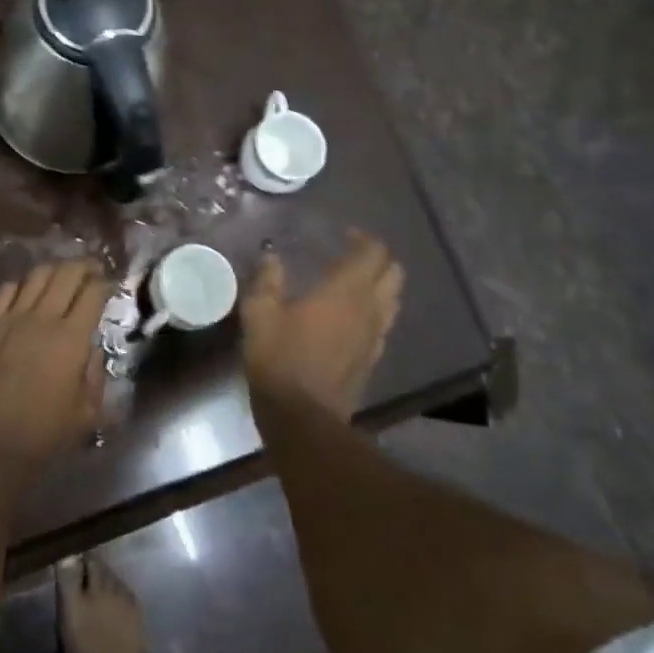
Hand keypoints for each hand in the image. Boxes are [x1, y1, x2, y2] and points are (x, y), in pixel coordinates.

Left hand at [0, 261, 110, 478]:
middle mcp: (42, 318)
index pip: (93, 292)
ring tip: (62, 277)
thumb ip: (94, 373)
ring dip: (54, 270)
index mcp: (71, 338)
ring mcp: (10, 319)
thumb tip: (90, 349)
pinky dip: (21, 285)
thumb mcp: (87, 412)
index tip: (110, 285)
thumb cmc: (43, 436)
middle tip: (92, 270)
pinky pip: (6, 291)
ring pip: (36, 275)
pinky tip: (27, 294)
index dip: (105, 283)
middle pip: (66, 273)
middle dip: (84, 266)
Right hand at [241, 233, 402, 418]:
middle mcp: (369, 309)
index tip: (343, 234)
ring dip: (380, 284)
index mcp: (346, 291)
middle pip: (394, 273)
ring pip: (393, 299)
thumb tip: (271, 256)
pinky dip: (374, 311)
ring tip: (352, 283)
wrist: (303, 418)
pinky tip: (349, 317)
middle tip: (351, 255)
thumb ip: (267, 280)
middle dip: (378, 258)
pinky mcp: (372, 360)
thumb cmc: (280, 358)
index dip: (363, 238)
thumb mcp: (260, 313)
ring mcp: (375, 337)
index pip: (373, 253)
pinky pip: (383, 324)